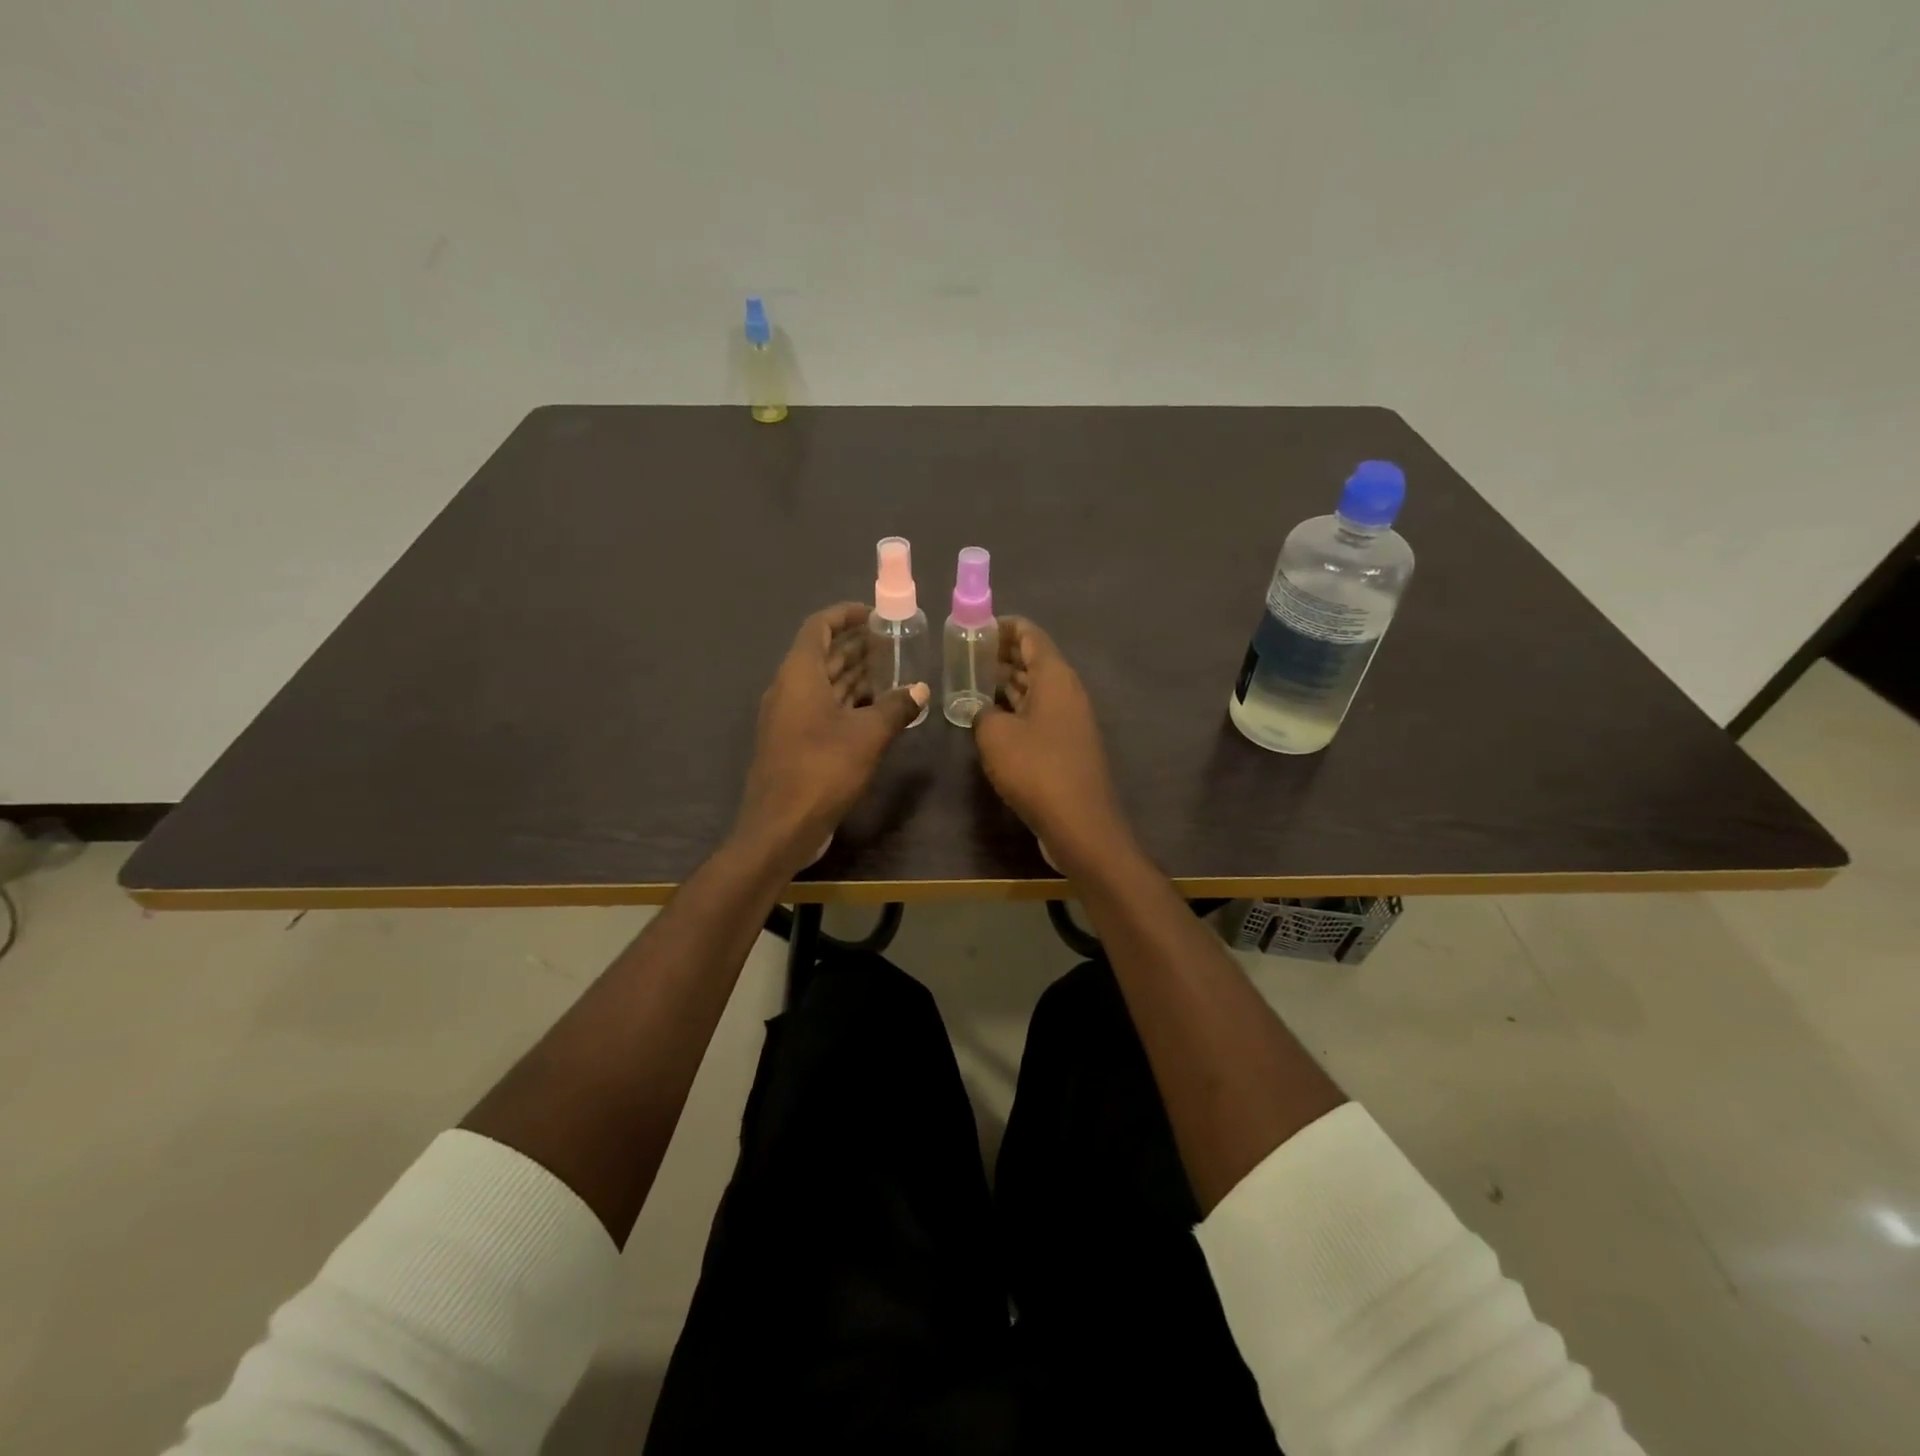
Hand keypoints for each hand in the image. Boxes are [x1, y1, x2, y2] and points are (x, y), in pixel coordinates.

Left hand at [732, 603, 927, 874]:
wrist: (780, 827)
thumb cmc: (822, 770)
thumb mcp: (868, 735)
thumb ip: (896, 707)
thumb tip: (920, 689)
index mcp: (799, 675)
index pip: (819, 627)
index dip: (845, 615)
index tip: (875, 614)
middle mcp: (789, 689)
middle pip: (823, 654)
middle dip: (856, 645)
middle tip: (894, 643)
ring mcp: (789, 717)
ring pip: (824, 683)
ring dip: (855, 674)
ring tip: (892, 670)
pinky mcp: (794, 742)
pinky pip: (823, 708)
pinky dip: (848, 701)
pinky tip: (877, 709)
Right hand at [972, 617, 1129, 863]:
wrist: (1080, 824)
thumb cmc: (1037, 770)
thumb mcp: (996, 736)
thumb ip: (982, 712)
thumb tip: (981, 710)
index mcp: (1055, 677)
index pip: (1030, 634)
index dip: (1003, 626)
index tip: (975, 626)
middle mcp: (1067, 692)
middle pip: (1034, 660)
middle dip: (1001, 653)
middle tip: (966, 653)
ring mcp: (1069, 720)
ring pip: (1035, 688)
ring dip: (1006, 682)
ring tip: (971, 679)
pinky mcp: (1066, 745)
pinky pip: (1037, 714)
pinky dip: (1015, 708)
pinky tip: (990, 717)